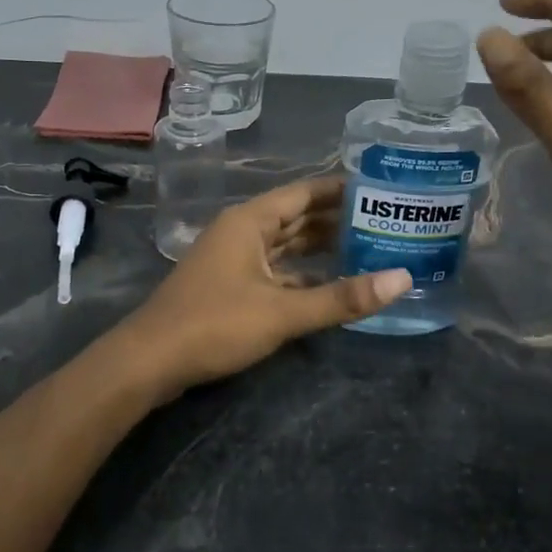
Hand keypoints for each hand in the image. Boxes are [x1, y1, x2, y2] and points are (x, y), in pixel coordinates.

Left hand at [117, 177, 412, 397]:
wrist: (149, 362)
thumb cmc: (214, 324)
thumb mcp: (283, 312)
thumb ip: (342, 298)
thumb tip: (402, 280)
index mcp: (250, 221)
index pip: (305, 192)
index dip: (341, 189)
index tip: (380, 189)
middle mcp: (242, 232)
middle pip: (297, 217)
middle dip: (337, 219)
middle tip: (385, 221)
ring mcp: (234, 260)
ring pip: (286, 246)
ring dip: (321, 247)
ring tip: (367, 248)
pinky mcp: (231, 287)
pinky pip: (276, 270)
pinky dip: (303, 274)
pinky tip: (330, 285)